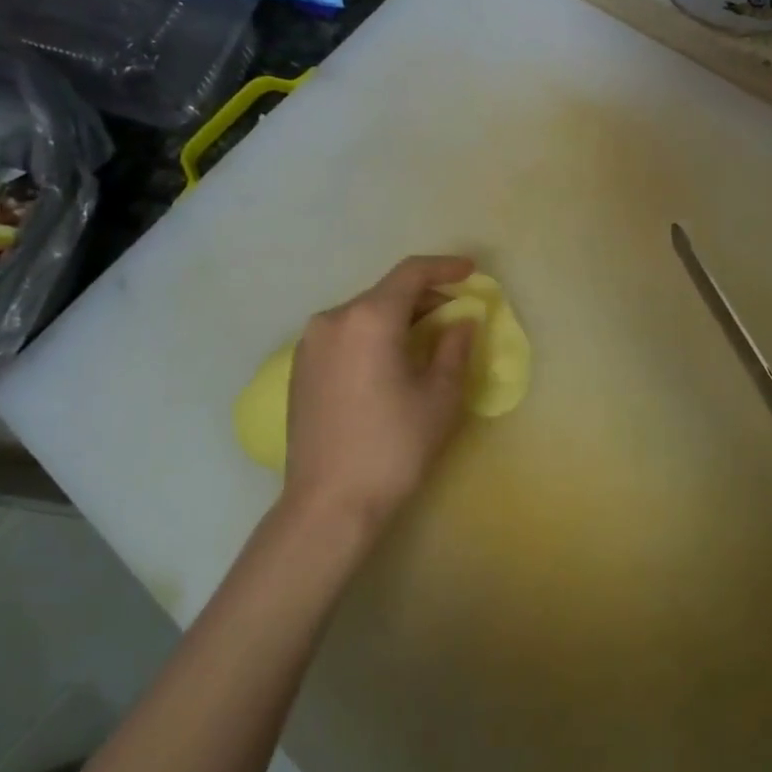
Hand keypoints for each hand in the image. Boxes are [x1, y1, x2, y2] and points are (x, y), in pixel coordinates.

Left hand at [281, 256, 477, 540]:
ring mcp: (310, 344)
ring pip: (363, 314)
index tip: (471, 272)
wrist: (328, 504)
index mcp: (368, 319)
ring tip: (427, 340)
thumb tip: (461, 321)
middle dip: (424, 297)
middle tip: (456, 314)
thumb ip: (454, 347)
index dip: (445, 267)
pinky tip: (391, 361)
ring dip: (398, 317)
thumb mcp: (440, 397)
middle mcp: (333, 320)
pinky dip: (373, 335)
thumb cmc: (393, 447)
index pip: (411, 274)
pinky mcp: (300, 368)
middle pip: (385, 293)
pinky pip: (345, 335)